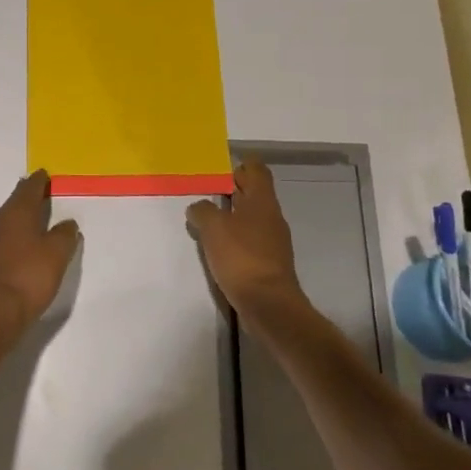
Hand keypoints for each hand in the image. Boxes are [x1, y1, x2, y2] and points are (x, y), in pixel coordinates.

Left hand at [0, 171, 81, 334]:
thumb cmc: (29, 277)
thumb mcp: (57, 254)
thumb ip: (64, 234)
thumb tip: (67, 223)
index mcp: (16, 213)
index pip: (28, 188)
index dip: (39, 180)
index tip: (45, 174)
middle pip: (15, 202)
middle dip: (28, 196)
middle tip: (42, 192)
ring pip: (7, 220)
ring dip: (21, 216)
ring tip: (36, 217)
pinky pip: (3, 237)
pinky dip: (15, 234)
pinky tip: (23, 243)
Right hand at [186, 161, 306, 316]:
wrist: (268, 304)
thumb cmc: (241, 257)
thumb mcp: (213, 227)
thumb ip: (203, 211)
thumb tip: (199, 208)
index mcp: (262, 201)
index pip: (257, 170)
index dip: (240, 165)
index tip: (218, 169)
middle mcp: (271, 216)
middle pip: (253, 193)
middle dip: (231, 190)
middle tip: (204, 192)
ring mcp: (272, 241)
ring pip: (250, 217)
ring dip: (231, 216)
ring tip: (205, 220)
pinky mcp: (268, 262)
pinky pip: (249, 240)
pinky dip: (234, 238)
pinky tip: (217, 247)